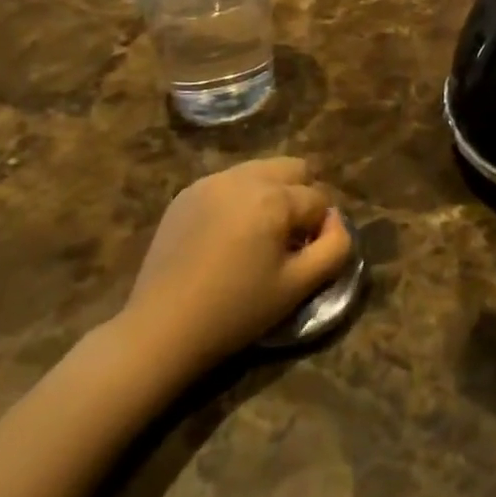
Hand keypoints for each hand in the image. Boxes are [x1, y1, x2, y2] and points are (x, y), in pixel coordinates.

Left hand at [119, 158, 351, 376]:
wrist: (161, 328)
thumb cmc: (235, 311)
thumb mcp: (299, 286)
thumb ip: (335, 247)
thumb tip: (335, 220)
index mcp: (274, 197)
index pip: (319, 198)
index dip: (319, 229)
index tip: (304, 257)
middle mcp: (244, 177)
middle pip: (294, 168)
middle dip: (301, 196)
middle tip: (287, 237)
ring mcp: (212, 181)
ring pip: (262, 170)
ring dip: (272, 194)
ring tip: (258, 235)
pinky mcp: (187, 192)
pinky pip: (230, 182)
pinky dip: (240, 199)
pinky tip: (226, 236)